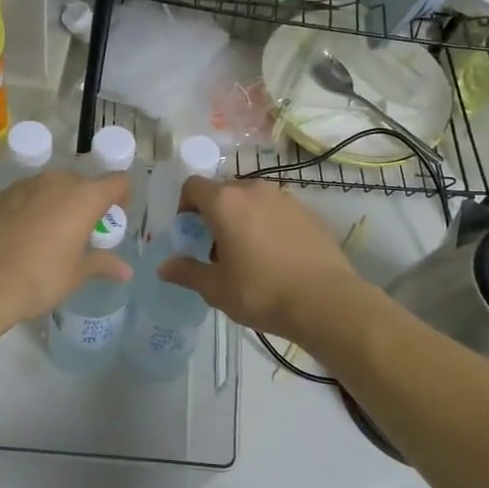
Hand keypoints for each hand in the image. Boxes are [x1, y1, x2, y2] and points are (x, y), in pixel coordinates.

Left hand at [0, 169, 132, 323]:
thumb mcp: (76, 274)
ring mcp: (25, 185)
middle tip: (81, 230)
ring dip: (57, 202)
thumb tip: (126, 271)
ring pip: (51, 187)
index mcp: (84, 197)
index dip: (122, 196)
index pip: (117, 181)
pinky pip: (25, 196)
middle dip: (86, 202)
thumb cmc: (41, 277)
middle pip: (82, 183)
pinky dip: (30, 208)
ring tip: (50, 232)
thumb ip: (102, 264)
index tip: (114, 216)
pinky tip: (21, 235)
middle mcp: (57, 181)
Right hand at [158, 177, 365, 338]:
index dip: (184, 207)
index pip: (193, 186)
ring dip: (241, 217)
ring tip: (246, 252)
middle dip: (213, 214)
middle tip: (215, 248)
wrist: (325, 300)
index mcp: (225, 202)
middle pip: (223, 191)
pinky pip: (275, 209)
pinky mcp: (307, 211)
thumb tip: (163, 267)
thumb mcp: (216, 288)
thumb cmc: (261, 292)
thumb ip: (187, 272)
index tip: (189, 234)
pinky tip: (274, 255)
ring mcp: (284, 198)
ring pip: (251, 199)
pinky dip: (266, 223)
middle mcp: (253, 190)